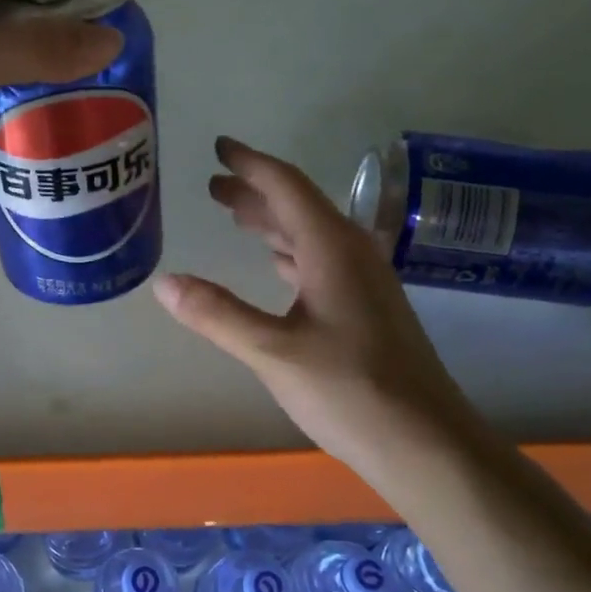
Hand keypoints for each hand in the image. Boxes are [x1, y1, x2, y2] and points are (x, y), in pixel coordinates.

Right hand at [153, 138, 490, 483]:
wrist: (426, 444)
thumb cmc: (351, 391)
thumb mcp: (273, 352)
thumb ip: (217, 315)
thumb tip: (164, 282)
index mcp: (332, 249)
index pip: (286, 187)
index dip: (250, 164)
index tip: (219, 147)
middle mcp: (352, 255)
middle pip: (298, 207)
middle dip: (255, 192)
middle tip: (213, 185)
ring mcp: (364, 283)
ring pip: (310, 236)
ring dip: (272, 222)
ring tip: (235, 216)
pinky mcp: (367, 310)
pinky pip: (321, 262)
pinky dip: (290, 254)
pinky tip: (276, 266)